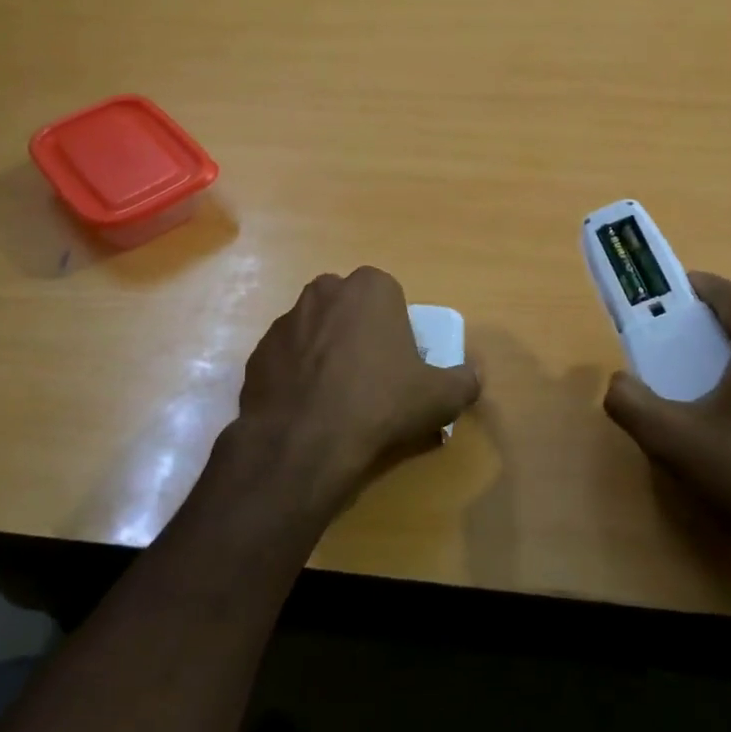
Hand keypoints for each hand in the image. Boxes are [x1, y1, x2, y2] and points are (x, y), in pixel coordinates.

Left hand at [226, 267, 479, 528]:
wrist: (303, 442)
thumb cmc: (381, 404)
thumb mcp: (441, 397)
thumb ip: (465, 379)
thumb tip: (473, 375)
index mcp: (370, 288)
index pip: (390, 297)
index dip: (397, 329)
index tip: (401, 363)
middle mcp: (324, 292)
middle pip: (350, 309)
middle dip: (359, 333)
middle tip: (372, 378)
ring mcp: (285, 321)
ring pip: (316, 331)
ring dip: (327, 353)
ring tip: (337, 398)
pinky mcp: (257, 353)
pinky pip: (288, 359)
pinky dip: (298, 376)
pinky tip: (308, 409)